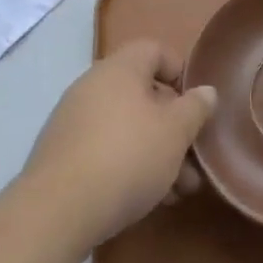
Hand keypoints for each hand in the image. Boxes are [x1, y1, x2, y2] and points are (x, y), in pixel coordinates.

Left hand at [21, 41, 216, 251]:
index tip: (195, 105)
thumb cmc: (127, 157)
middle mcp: (93, 85)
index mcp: (120, 68)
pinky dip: (127, 165)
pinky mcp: (61, 154)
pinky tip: (145, 199)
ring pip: (126, 126)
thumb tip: (206, 91)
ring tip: (177, 191)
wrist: (56, 212)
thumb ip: (195, 108)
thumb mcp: (175, 132)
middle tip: (193, 160)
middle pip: (143, 94)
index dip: (180, 72)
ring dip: (155, 152)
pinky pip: (104, 148)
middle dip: (173, 126)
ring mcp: (73, 120)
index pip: (155, 50)